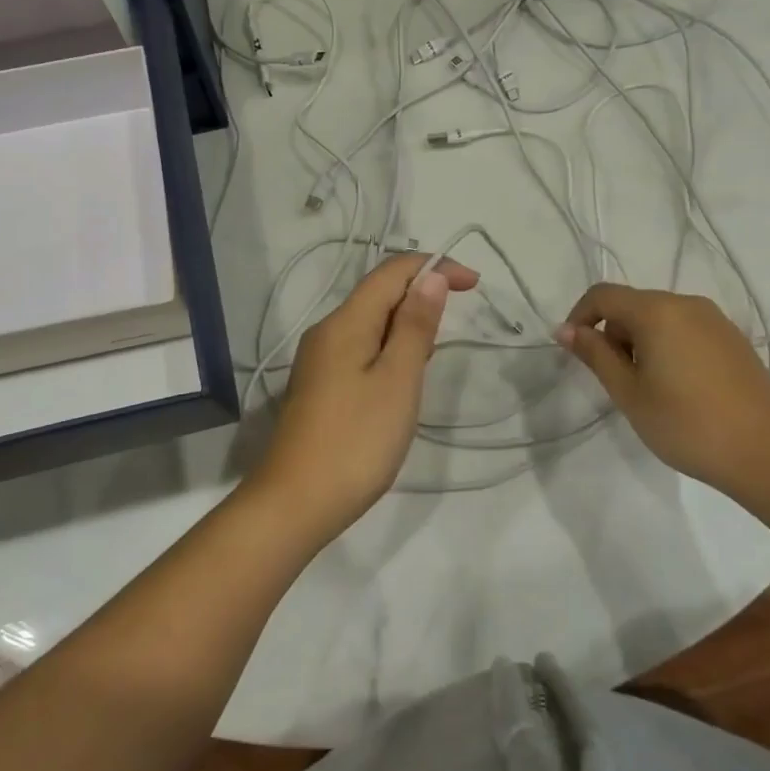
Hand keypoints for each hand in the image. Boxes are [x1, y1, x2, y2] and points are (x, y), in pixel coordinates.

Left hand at [252, 253, 479, 529]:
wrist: (295, 502)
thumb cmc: (356, 440)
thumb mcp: (398, 380)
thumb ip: (415, 326)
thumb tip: (430, 278)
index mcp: (345, 322)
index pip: (392, 272)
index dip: (435, 267)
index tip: (474, 285)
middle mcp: (327, 331)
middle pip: (378, 294)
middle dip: (421, 296)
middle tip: (456, 327)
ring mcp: (319, 360)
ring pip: (370, 323)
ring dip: (407, 325)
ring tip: (432, 357)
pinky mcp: (320, 386)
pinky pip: (360, 349)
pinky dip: (389, 349)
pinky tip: (402, 379)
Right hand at [558, 283, 769, 494]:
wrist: (766, 454)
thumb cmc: (686, 424)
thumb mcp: (629, 392)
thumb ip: (595, 354)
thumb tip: (566, 329)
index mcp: (657, 312)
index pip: (603, 295)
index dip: (580, 317)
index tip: (573, 352)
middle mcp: (687, 304)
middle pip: (633, 305)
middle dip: (613, 335)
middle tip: (616, 381)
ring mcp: (715, 320)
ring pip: (660, 318)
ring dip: (641, 343)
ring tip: (649, 389)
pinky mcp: (733, 339)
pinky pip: (686, 330)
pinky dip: (668, 347)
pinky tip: (680, 388)